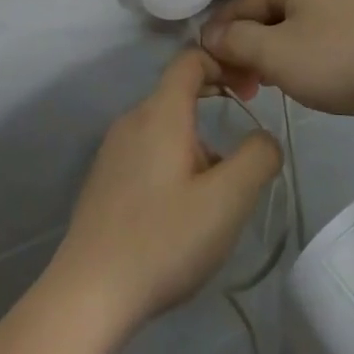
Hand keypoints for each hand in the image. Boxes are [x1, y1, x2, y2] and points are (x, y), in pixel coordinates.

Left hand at [46, 48, 282, 338]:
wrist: (89, 294)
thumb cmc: (164, 239)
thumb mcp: (227, 200)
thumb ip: (257, 157)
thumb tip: (264, 139)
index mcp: (160, 113)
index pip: (190, 60)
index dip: (224, 64)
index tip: (252, 93)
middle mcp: (132, 120)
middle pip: (179, 93)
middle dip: (216, 108)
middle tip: (246, 147)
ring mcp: (112, 150)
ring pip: (165, 127)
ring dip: (198, 143)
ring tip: (218, 192)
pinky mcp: (104, 179)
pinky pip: (147, 151)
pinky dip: (174, 161)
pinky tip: (183, 209)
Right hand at [200, 0, 353, 119]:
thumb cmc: (338, 58)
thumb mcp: (276, 53)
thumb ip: (235, 41)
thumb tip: (208, 34)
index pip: (238, 4)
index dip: (220, 39)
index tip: (218, 77)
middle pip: (264, 13)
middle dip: (249, 50)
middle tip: (247, 88)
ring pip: (290, 26)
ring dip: (274, 56)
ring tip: (273, 86)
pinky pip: (317, 35)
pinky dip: (303, 56)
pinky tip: (308, 79)